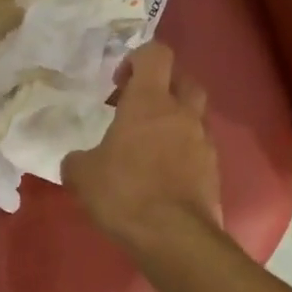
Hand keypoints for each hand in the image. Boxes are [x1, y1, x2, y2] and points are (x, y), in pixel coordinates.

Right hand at [64, 43, 221, 254]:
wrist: (174, 237)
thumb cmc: (124, 192)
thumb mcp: (82, 174)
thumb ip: (78, 159)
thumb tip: (78, 161)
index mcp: (149, 101)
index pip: (156, 54)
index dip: (137, 58)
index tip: (118, 81)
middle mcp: (182, 113)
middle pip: (183, 79)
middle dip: (162, 85)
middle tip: (135, 105)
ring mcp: (202, 141)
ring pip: (193, 114)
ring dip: (173, 119)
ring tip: (146, 143)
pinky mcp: (213, 170)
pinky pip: (197, 146)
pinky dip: (181, 149)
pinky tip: (159, 172)